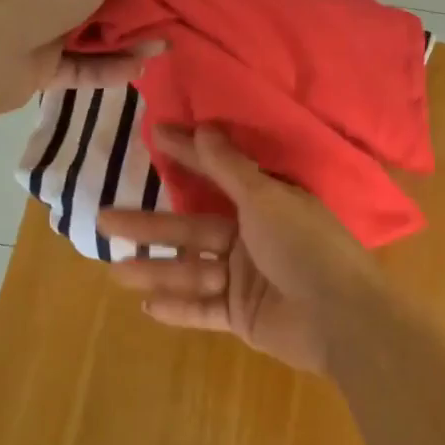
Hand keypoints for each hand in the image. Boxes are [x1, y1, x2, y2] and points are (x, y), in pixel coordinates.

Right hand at [97, 127, 386, 374]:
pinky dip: (178, 308)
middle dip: (150, 225)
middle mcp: (253, 238)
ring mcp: (246, 279)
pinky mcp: (242, 316)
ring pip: (192, 271)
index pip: (216, 175)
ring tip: (116, 272)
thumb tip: (204, 127)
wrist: (340, 318)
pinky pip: (203, 310)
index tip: (154, 136)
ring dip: (156, 271)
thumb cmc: (304, 247)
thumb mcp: (266, 199)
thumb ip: (229, 169)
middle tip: (104, 219)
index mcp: (265, 205)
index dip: (186, 156)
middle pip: (192, 229)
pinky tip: (146, 307)